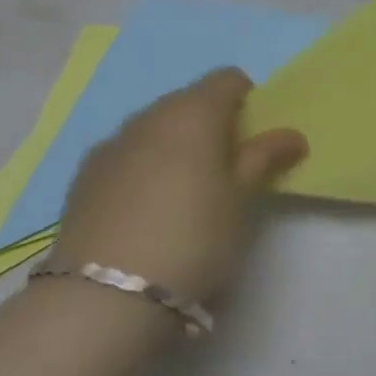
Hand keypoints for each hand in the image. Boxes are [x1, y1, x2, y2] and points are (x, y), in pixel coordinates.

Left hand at [48, 69, 307, 308]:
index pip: (228, 79)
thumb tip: (292, 134)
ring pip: (154, 128)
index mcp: (193, 112)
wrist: (105, 295)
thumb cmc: (194, 237)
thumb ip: (265, 158)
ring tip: (185, 195)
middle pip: (189, 101)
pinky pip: (126, 155)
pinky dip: (143, 167)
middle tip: (226, 171)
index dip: (248, 100)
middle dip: (211, 124)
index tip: (255, 140)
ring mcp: (110, 144)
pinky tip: (147, 210)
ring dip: (175, 146)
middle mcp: (148, 116)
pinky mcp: (83, 176)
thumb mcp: (241, 200)